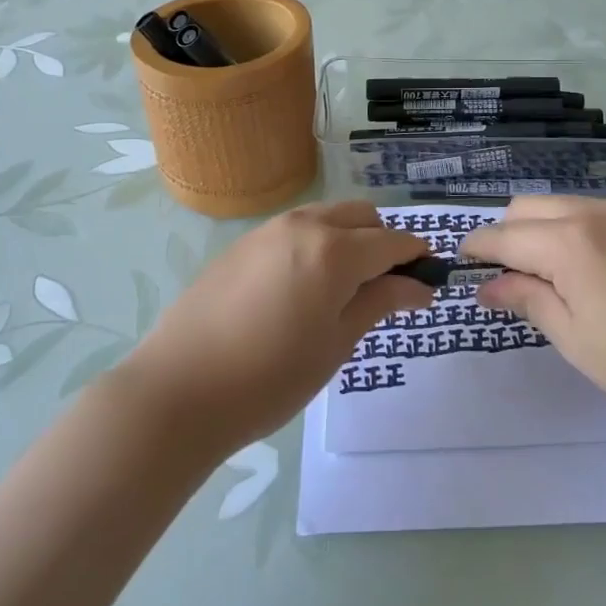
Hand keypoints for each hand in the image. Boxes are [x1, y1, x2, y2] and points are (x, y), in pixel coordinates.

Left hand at [119, 201, 431, 457]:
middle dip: (382, 241)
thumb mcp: (336, 342)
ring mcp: (268, 230)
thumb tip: (421, 285)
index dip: (416, 257)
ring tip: (341, 289)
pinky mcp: (242, 244)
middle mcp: (304, 225)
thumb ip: (380, 302)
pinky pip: (294, 229)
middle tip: (383, 288)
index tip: (427, 281)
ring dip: (348, 238)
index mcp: (335, 250)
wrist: (178, 390)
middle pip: (361, 215)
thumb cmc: (270, 377)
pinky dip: (315, 244)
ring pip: (326, 217)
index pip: (392, 240)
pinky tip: (300, 289)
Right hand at [457, 197, 605, 434]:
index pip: (504, 234)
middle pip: (529, 207)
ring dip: (543, 229)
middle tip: (508, 278)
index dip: (477, 249)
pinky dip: (577, 230)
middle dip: (507, 234)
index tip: (461, 266)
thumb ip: (528, 300)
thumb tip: (488, 285)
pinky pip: (598, 213)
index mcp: (571, 241)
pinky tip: (595, 270)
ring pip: (564, 205)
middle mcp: (597, 212)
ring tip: (552, 276)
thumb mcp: (577, 340)